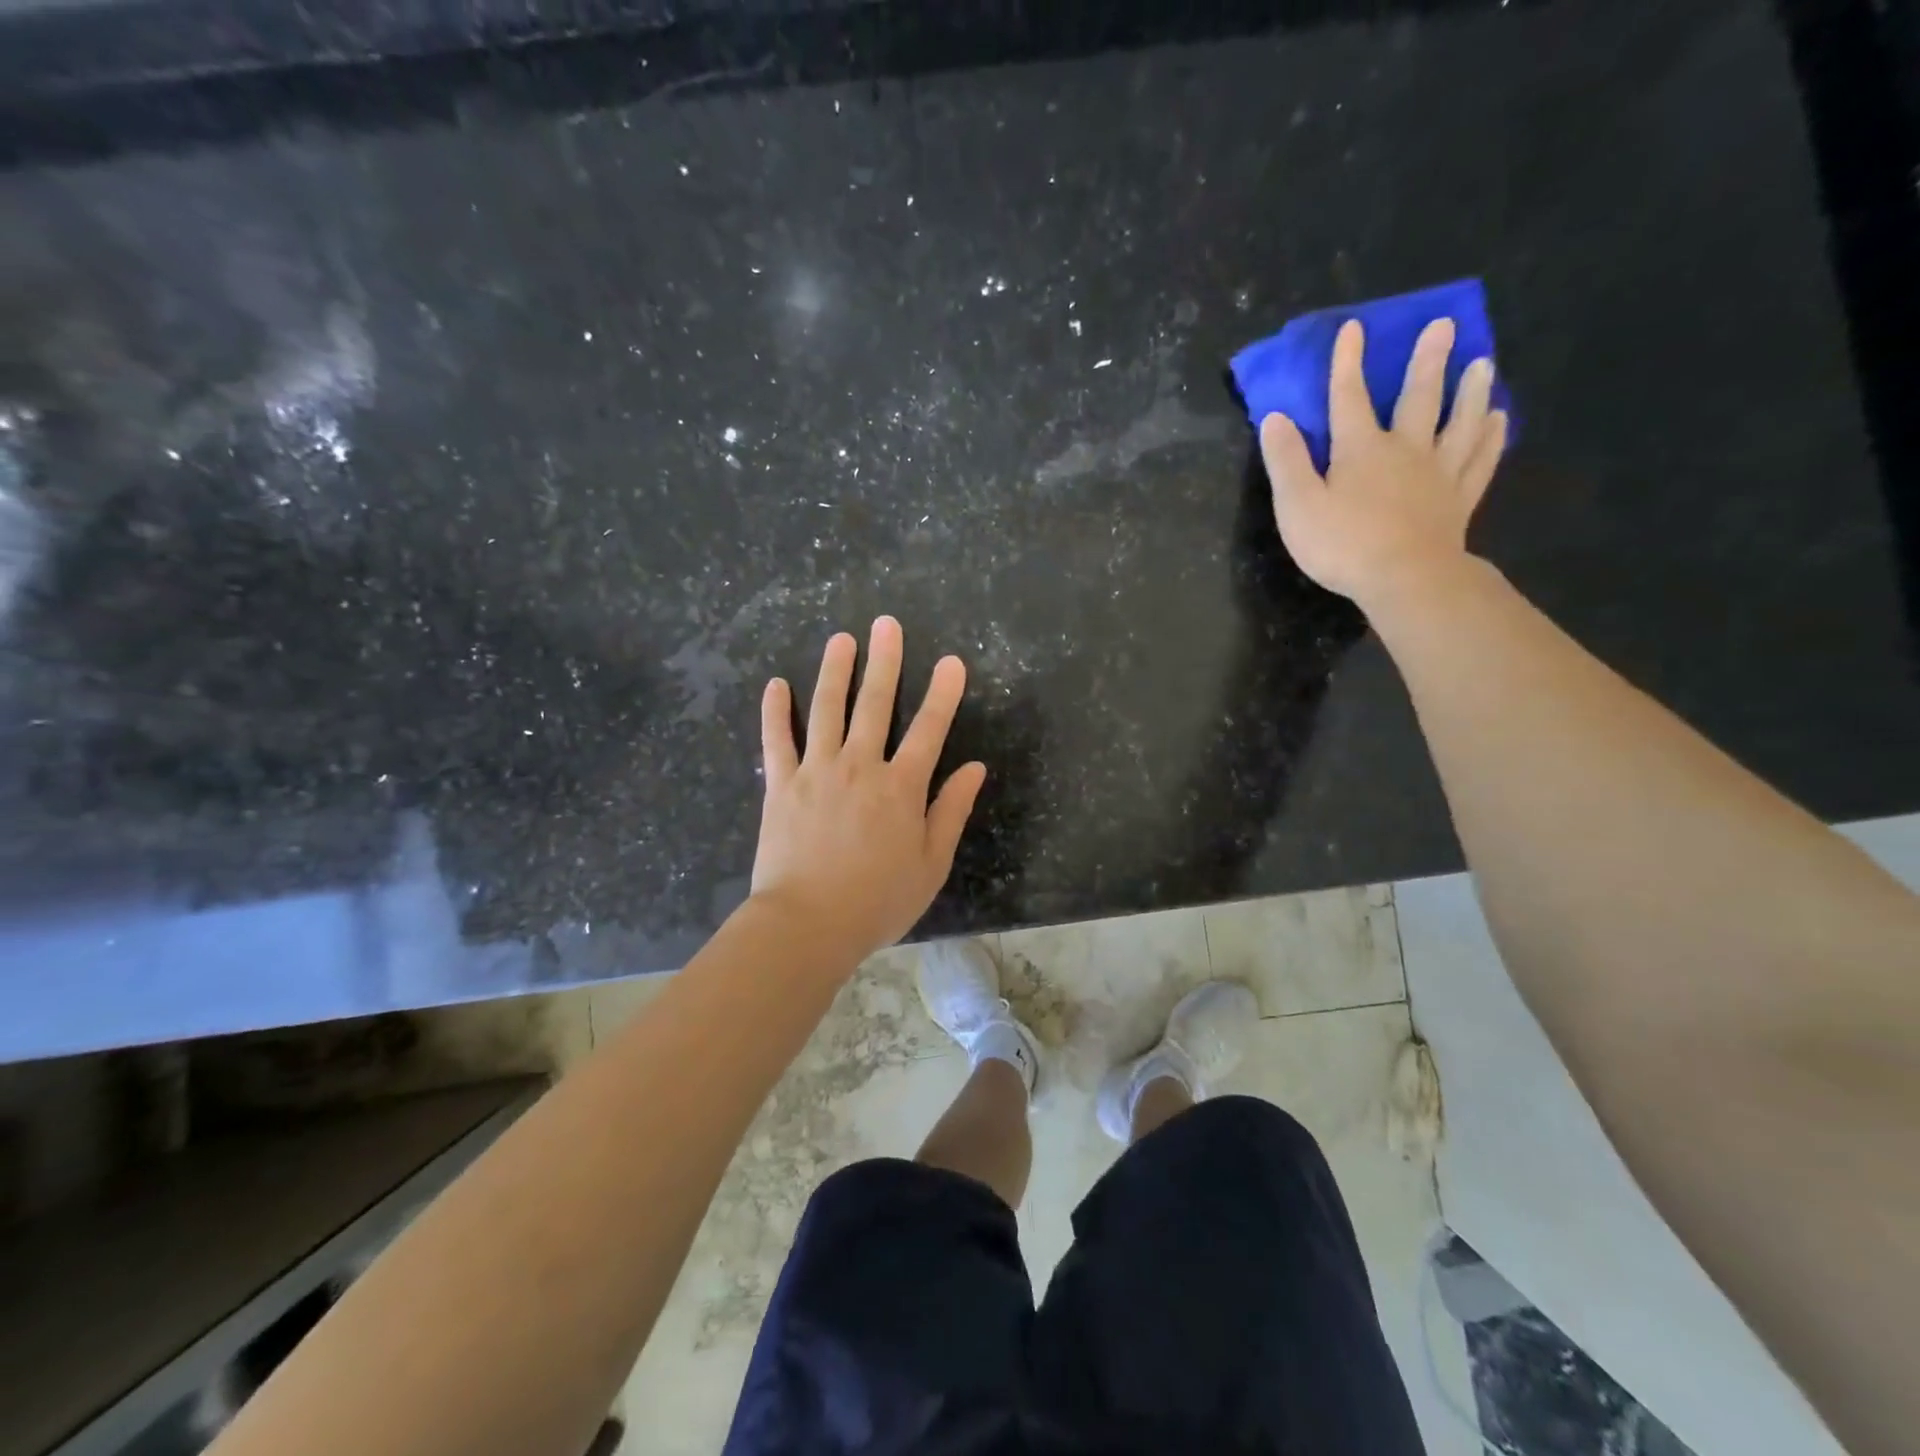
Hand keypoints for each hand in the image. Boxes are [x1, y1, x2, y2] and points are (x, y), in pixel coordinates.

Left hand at [750, 616, 986, 962]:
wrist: (808, 924)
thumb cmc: (878, 900)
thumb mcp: (930, 863)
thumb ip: (951, 810)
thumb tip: (974, 769)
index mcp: (901, 787)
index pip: (929, 729)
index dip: (944, 693)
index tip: (952, 661)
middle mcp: (860, 766)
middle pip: (875, 704)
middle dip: (885, 661)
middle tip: (886, 624)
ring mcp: (816, 771)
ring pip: (826, 709)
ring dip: (835, 671)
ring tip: (841, 639)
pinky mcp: (780, 785)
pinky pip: (776, 740)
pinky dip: (775, 711)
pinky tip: (776, 685)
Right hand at [1259, 317, 1507, 607]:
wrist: (1405, 578)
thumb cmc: (1342, 544)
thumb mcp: (1297, 505)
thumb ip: (1286, 461)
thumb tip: (1275, 418)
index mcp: (1360, 450)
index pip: (1349, 397)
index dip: (1348, 363)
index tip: (1353, 328)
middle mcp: (1405, 450)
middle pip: (1418, 398)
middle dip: (1427, 361)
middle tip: (1445, 325)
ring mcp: (1438, 474)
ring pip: (1460, 422)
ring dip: (1471, 391)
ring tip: (1483, 363)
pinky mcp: (1459, 500)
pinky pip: (1480, 461)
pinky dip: (1491, 438)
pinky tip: (1500, 421)